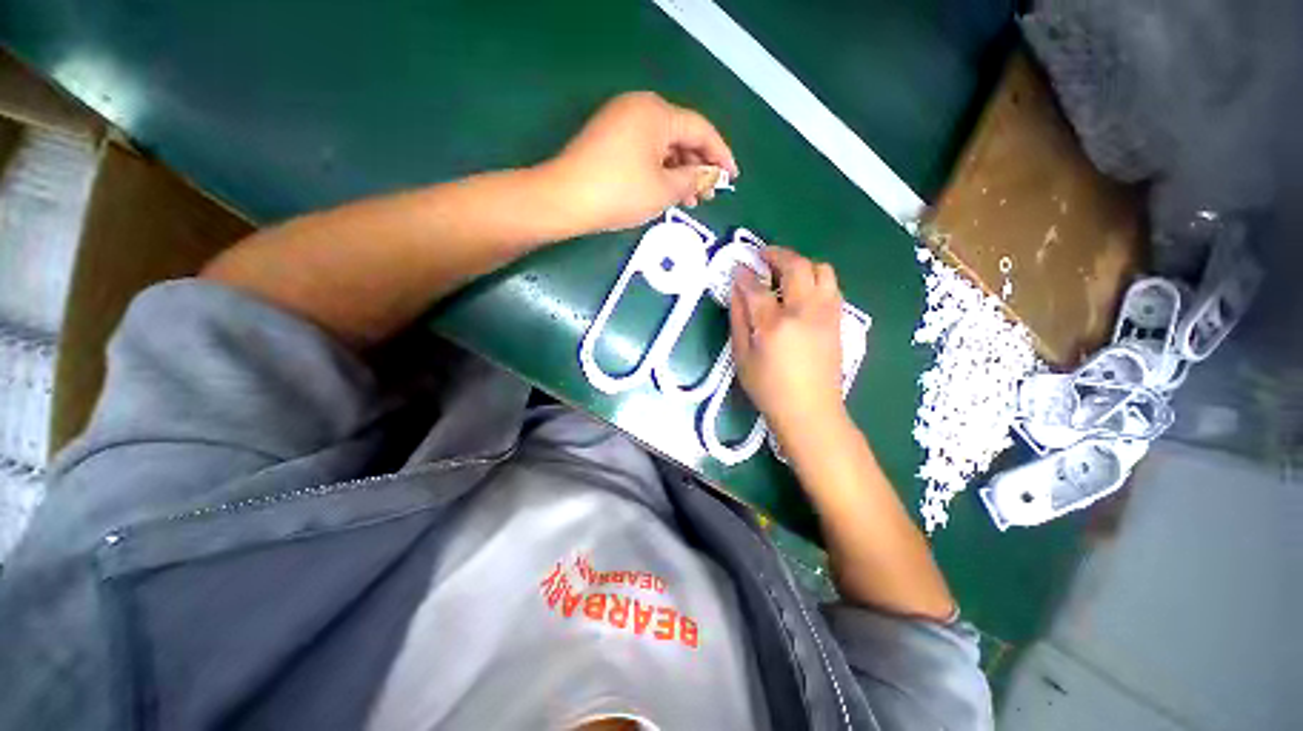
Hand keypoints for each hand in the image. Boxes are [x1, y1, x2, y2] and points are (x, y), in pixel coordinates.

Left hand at [544, 91, 738, 232]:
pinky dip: (659, 172)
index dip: (720, 155)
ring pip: (662, 147)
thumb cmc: (620, 192)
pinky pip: (644, 152)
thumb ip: (692, 179)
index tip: (733, 177)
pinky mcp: (608, 139)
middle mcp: (639, 108)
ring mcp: (621, 122)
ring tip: (690, 202)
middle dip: (698, 167)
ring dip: (679, 173)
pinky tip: (666, 192)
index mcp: (657, 112)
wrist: (565, 199)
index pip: (700, 129)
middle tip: (709, 195)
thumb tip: (707, 175)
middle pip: (681, 136)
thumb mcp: (663, 189)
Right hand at [729, 247, 847, 448]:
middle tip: (762, 256)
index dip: (744, 274)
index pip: (756, 288)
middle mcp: (805, 311)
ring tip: (785, 273)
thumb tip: (736, 290)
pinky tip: (802, 292)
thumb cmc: (769, 389)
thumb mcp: (742, 357)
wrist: (810, 411)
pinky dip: (816, 279)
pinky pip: (832, 286)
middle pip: (796, 266)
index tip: (737, 268)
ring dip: (802, 263)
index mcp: (775, 325)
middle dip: (777, 254)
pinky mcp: (838, 320)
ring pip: (822, 270)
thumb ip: (738, 320)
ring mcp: (826, 314)